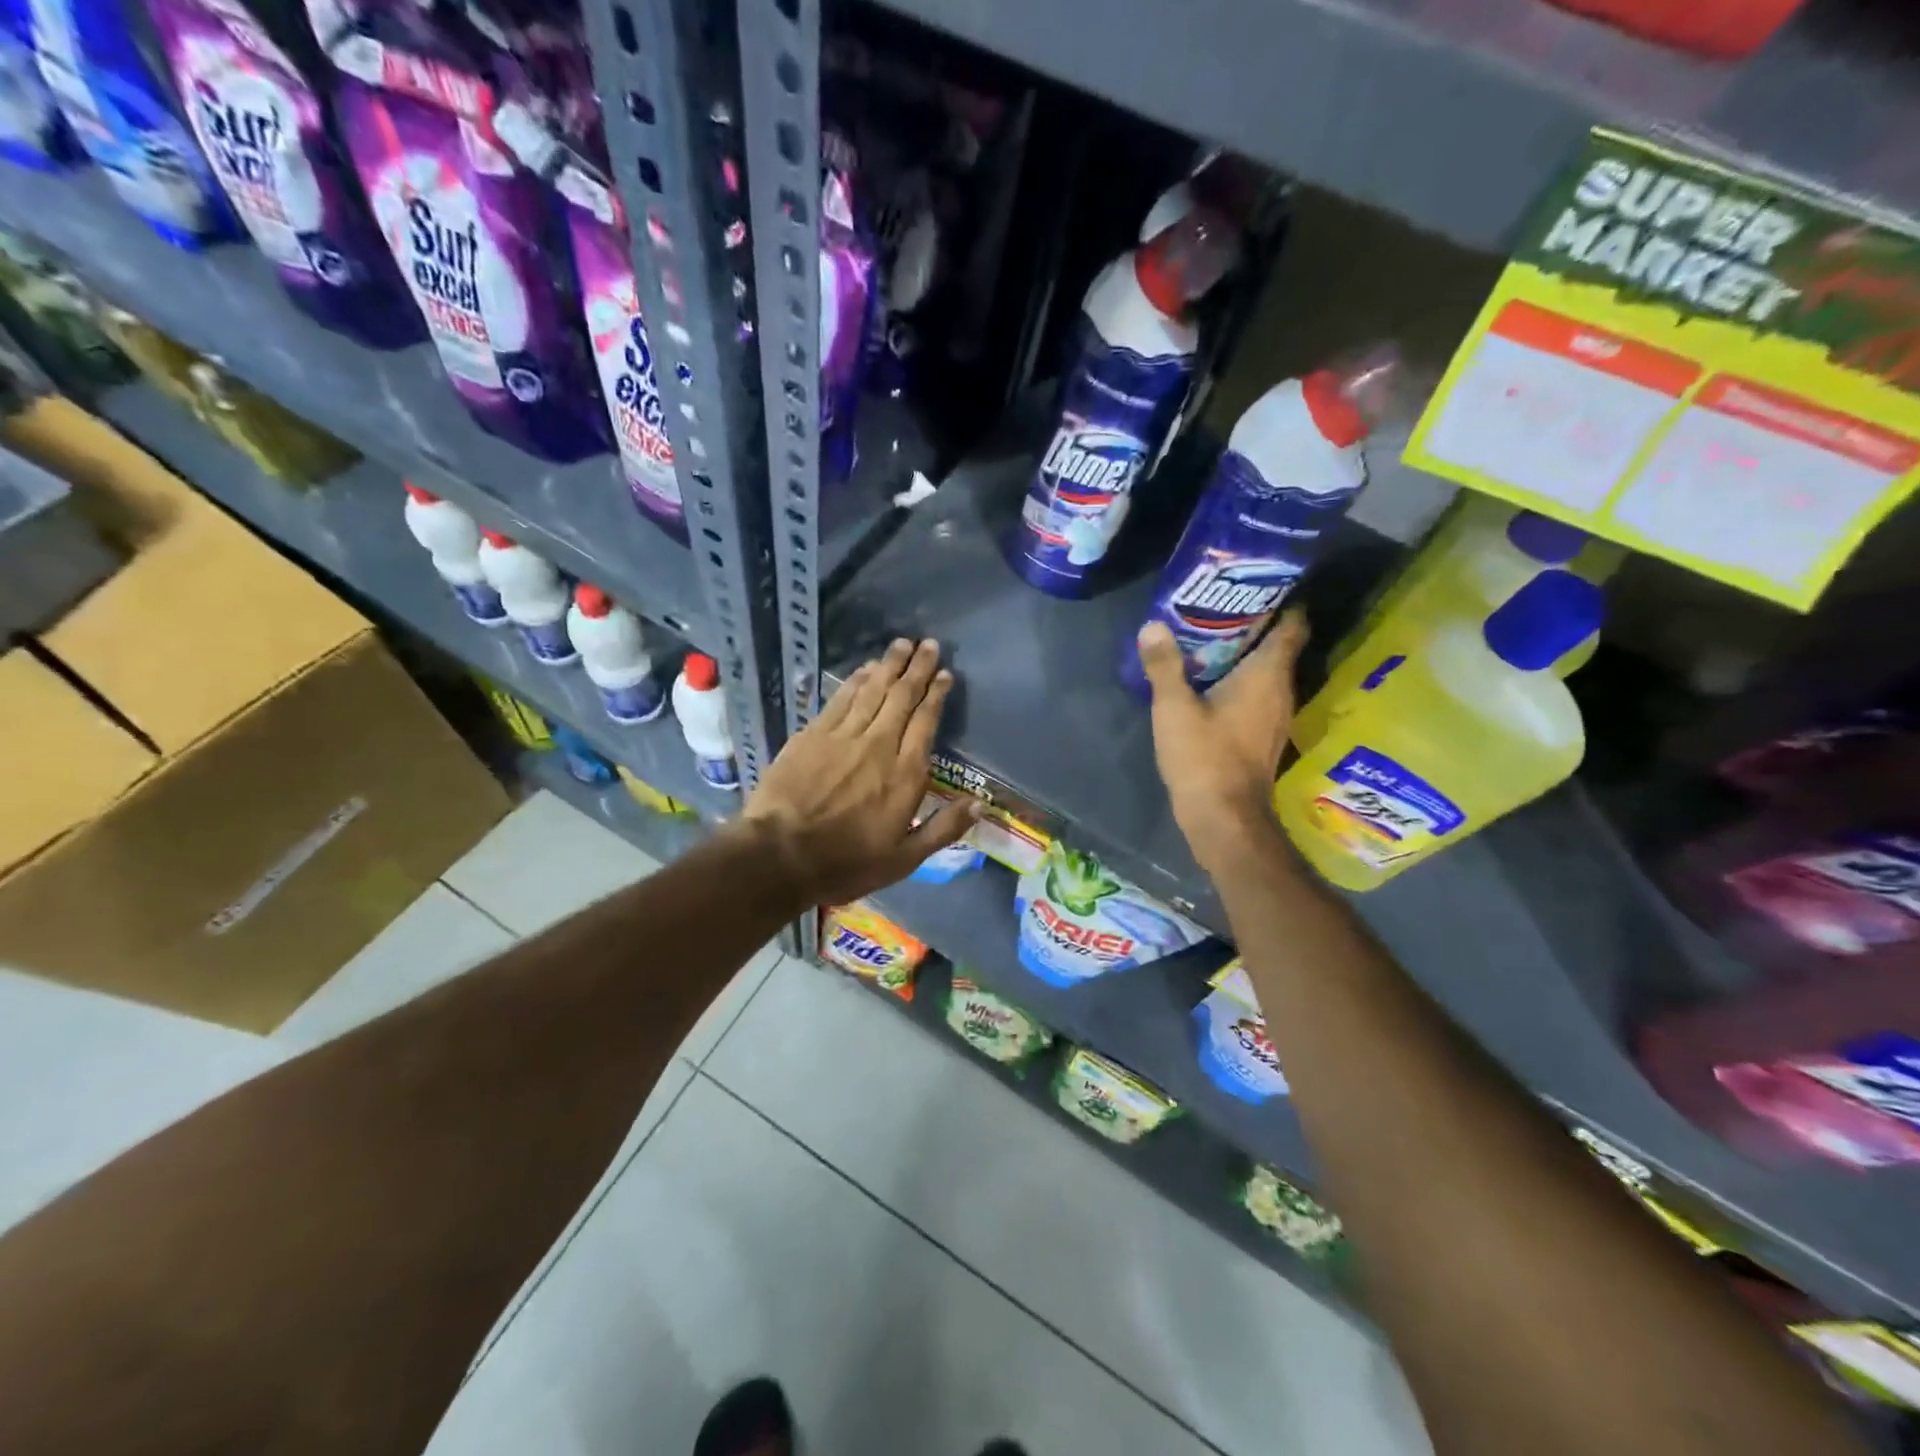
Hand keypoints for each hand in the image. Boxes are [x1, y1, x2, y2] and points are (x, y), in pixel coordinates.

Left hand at [744, 638, 978, 905]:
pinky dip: (857, 680)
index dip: (936, 694)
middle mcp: (879, 745)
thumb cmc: (846, 863)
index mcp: (906, 774)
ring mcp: (844, 736)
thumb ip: (943, 829)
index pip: (926, 722)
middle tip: (928, 644)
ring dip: (889, 665)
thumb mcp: (904, 859)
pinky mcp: (813, 734)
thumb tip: (979, 803)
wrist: (780, 855)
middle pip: (902, 697)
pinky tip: (865, 669)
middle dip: (917, 668)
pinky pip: (841, 698)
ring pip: (873, 690)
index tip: (945, 674)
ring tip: (902, 644)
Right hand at [1136, 609, 1308, 880]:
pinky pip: (1257, 693)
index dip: (1283, 600)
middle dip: (1254, 622)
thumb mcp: (1174, 708)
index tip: (1258, 583)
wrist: (1224, 818)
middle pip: (1278, 645)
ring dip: (1245, 653)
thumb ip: (1164, 666)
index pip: (1293, 625)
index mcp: (1267, 675)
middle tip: (1218, 604)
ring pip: (1266, 671)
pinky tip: (1210, 679)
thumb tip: (1153, 625)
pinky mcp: (1262, 735)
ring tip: (1209, 636)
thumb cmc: (1204, 758)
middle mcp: (1280, 691)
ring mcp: (1275, 716)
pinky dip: (1240, 680)